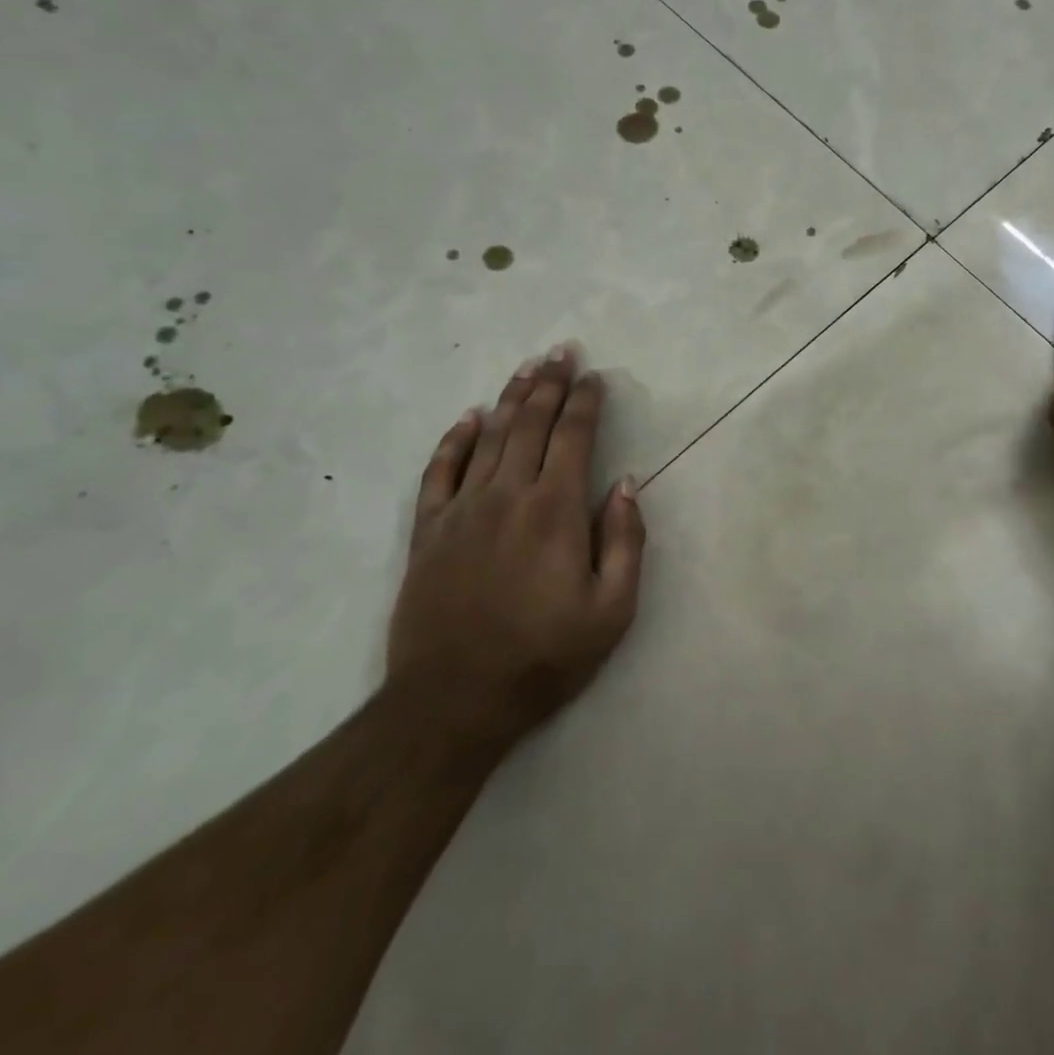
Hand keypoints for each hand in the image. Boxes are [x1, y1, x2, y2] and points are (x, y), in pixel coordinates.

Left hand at [388, 345, 645, 745]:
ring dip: (511, 397)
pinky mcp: (428, 531)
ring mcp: (462, 510)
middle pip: (531, 424)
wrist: (452, 702)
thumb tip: (625, 483)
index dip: (586, 402)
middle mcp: (508, 495)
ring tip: (528, 367)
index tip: (595, 377)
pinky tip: (468, 417)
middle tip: (563, 351)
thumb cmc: (543, 658)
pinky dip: (454, 439)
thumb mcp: (612, 611)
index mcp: (555, 511)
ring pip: (489, 436)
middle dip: (551, 383)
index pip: (574, 437)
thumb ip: (625, 541)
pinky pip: (439, 471)